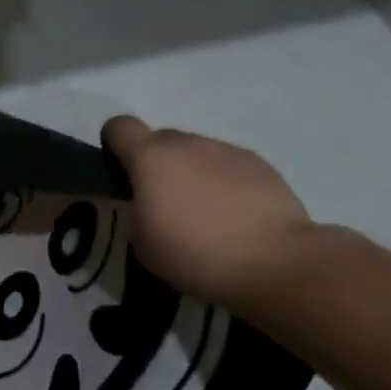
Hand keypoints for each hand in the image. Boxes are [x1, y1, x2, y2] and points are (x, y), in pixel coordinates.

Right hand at [102, 114, 320, 311]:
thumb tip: (145, 205)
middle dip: (156, 164)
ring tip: (206, 215)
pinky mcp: (261, 164)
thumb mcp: (142, 244)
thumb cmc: (195, 254)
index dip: (114, 144)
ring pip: (197, 152)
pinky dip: (224, 183)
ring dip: (192, 173)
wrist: (275, 263)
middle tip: (164, 204)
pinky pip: (228, 165)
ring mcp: (227, 150)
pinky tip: (236, 217)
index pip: (119, 126)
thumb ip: (135, 212)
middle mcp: (188, 143)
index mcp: (151, 157)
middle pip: (160, 140)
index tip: (120, 173)